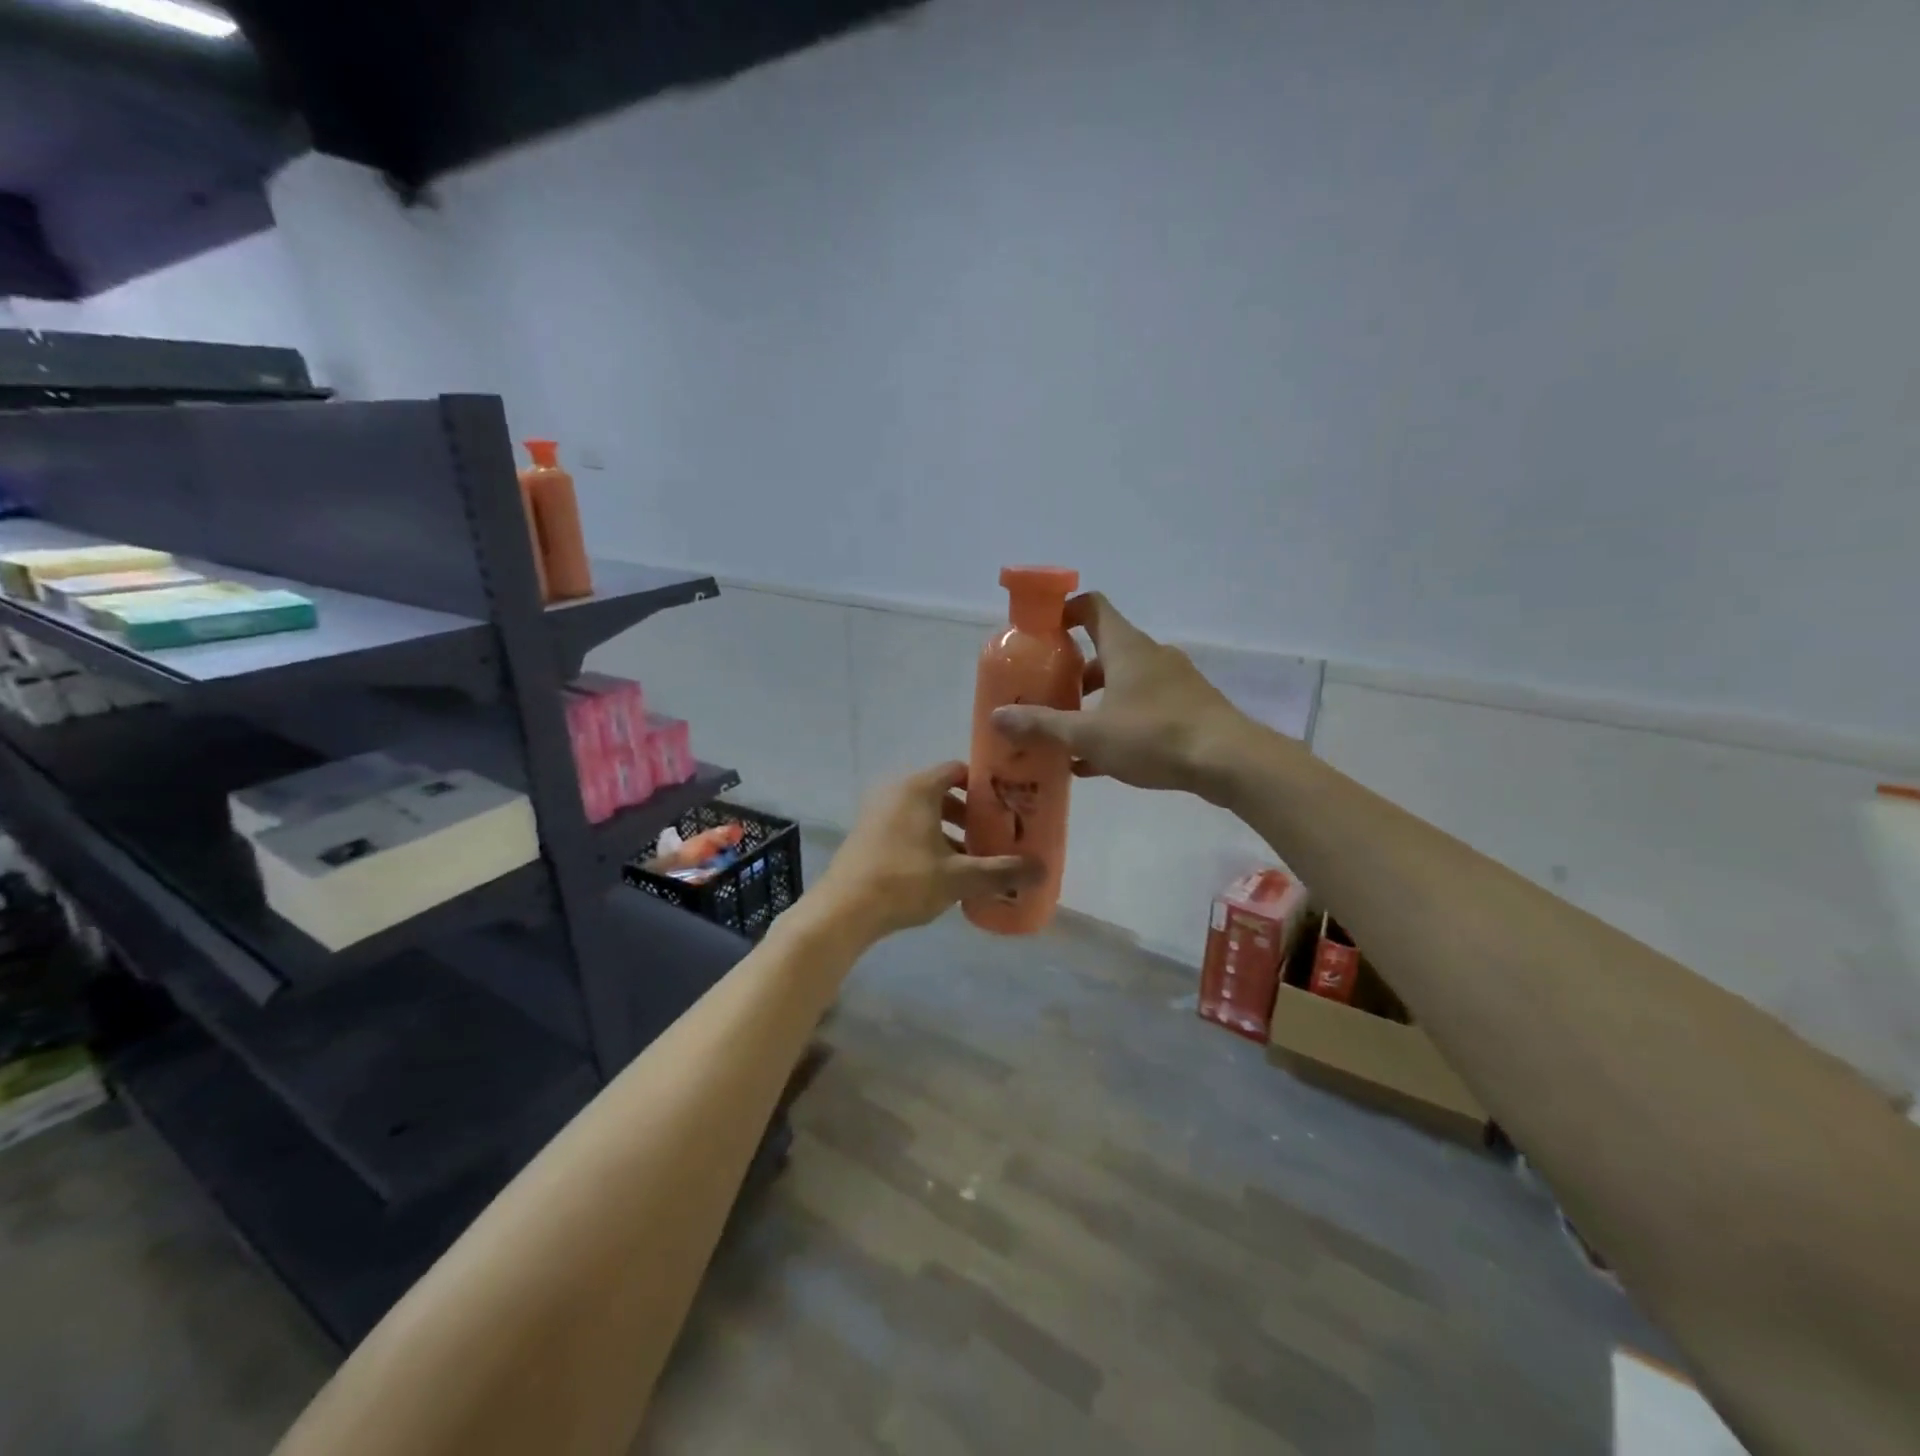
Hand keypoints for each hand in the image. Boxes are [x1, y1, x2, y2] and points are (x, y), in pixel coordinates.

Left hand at [812, 761, 1043, 943]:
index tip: (1008, 804)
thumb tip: (1043, 870)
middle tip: (996, 835)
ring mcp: (877, 813)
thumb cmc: (904, 881)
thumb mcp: (959, 878)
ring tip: (974, 858)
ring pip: (924, 813)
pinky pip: (906, 827)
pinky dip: (927, 841)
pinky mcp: (867, 835)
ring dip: (950, 831)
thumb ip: (1001, 871)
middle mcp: (896, 791)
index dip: (985, 786)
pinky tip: (943, 872)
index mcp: (918, 788)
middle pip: (942, 793)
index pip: (958, 770)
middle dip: (970, 814)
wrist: (842, 911)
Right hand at [992, 593, 1249, 797]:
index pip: (1092, 606)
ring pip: (1123, 684)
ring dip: (1094, 704)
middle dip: (1072, 673)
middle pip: (1104, 650)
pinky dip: (1118, 725)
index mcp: (1126, 647)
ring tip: (1067, 735)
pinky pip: (1143, 710)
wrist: (1229, 761)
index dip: (1064, 612)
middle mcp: (1151, 656)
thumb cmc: (1153, 736)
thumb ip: (1042, 725)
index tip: (1041, 633)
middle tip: (1046, 695)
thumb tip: (996, 717)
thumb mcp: (1089, 734)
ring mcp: (1174, 683)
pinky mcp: (1188, 710)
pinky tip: (1095, 762)